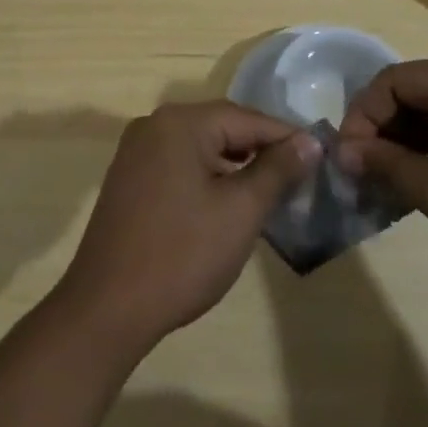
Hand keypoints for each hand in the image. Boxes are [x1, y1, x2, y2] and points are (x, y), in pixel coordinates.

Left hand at [54, 101, 321, 354]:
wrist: (107, 308)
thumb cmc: (182, 255)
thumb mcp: (240, 211)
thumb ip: (277, 170)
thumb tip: (310, 140)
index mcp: (180, 122)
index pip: (246, 118)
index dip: (286, 137)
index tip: (320, 157)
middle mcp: (154, 124)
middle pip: (222, 127)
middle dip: (261, 150)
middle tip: (299, 177)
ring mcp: (136, 151)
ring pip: (200, 146)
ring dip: (235, 164)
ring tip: (270, 191)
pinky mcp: (129, 178)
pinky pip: (179, 163)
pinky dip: (207, 176)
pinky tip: (227, 202)